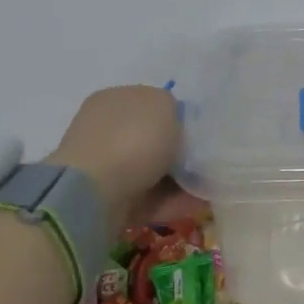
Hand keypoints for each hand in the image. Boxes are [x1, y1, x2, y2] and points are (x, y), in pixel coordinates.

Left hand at [45, 86, 199, 229]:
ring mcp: (104, 166)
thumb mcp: (164, 104)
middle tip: (205, 160)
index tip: (199, 131)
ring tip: (207, 185)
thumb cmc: (133, 139)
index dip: (177, 116)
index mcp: (114, 99)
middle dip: (179, 151)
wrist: (95, 193)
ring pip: (152, 170)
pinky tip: (195, 203)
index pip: (150, 103)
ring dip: (180, 179)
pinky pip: (148, 197)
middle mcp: (105, 129)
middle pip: (151, 139)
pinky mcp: (108, 199)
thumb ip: (173, 108)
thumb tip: (172, 121)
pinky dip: (172, 201)